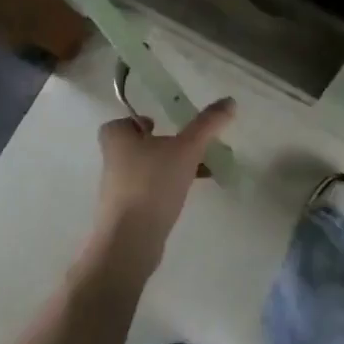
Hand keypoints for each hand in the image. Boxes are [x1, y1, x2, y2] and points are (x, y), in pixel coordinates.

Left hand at [87, 99, 234, 280]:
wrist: (130, 243)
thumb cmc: (152, 184)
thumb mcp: (186, 148)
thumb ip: (207, 124)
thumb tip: (230, 100)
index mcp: (117, 140)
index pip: (119, 123)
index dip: (136, 122)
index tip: (160, 125)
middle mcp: (113, 162)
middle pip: (135, 146)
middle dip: (160, 145)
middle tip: (186, 146)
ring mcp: (118, 191)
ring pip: (144, 170)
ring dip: (167, 168)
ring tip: (197, 171)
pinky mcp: (127, 214)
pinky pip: (148, 193)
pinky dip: (165, 189)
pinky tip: (187, 195)